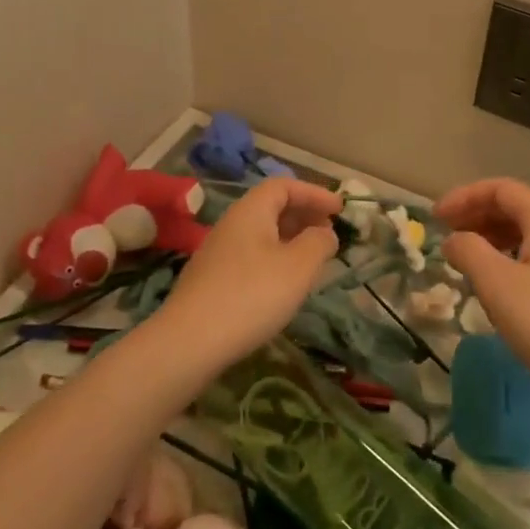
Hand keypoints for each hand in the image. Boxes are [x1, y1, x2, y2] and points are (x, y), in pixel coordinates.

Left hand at [153, 178, 342, 369]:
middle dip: (303, 216)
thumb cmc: (252, 295)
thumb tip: (325, 233)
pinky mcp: (212, 279)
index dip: (314, 193)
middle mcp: (232, 223)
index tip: (339, 210)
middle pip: (271, 207)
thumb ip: (318, 243)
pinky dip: (274, 258)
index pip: (284, 186)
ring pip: (261, 234)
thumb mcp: (298, 266)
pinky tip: (283, 284)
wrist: (189, 342)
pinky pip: (251, 255)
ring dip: (290, 239)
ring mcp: (218, 252)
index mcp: (251, 210)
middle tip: (329, 234)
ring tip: (312, 260)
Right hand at [437, 178, 529, 408]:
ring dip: (491, 238)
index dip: (464, 197)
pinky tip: (497, 285)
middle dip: (476, 216)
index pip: (501, 189)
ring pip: (526, 234)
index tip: (436, 218)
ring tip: (466, 259)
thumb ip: (469, 251)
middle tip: (446, 236)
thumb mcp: (498, 285)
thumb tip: (454, 240)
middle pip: (515, 207)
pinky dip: (509, 258)